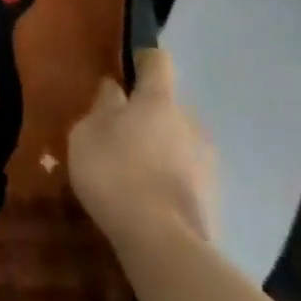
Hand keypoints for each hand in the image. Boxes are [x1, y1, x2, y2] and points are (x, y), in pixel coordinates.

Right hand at [66, 48, 215, 250]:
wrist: (161, 240)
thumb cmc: (114, 172)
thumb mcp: (87, 134)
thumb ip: (102, 107)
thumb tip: (115, 89)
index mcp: (158, 100)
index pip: (158, 62)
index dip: (142, 59)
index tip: (127, 67)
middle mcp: (190, 121)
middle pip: (168, 105)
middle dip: (147, 112)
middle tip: (119, 130)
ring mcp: (207, 158)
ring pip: (179, 138)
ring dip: (160, 145)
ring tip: (133, 167)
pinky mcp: (213, 193)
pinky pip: (186, 170)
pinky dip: (169, 174)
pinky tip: (148, 193)